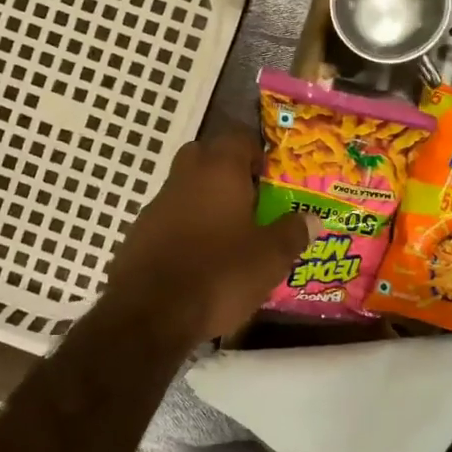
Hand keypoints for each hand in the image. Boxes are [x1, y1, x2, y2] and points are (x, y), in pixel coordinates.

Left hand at [102, 130, 317, 344]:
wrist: (150, 314)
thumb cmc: (219, 274)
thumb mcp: (270, 258)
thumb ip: (293, 232)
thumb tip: (312, 218)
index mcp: (219, 170)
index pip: (238, 137)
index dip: (257, 153)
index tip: (272, 178)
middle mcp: (184, 177)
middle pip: (206, 157)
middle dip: (228, 173)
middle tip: (251, 201)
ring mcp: (156, 205)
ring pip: (185, 189)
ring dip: (205, 202)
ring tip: (229, 236)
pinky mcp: (139, 234)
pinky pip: (169, 219)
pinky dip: (185, 229)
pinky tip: (199, 260)